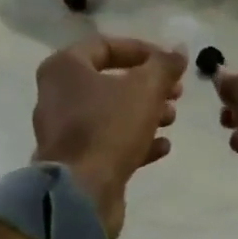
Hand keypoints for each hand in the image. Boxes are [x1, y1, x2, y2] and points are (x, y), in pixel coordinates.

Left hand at [33, 35, 186, 238]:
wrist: (80, 192)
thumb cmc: (109, 128)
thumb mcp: (145, 89)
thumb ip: (164, 66)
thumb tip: (179, 50)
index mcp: (64, 68)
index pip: (105, 46)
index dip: (142, 51)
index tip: (171, 63)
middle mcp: (58, 96)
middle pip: (109, 82)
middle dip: (148, 87)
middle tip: (177, 93)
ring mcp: (65, 132)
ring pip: (111, 115)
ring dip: (145, 115)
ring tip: (172, 119)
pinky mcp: (77, 162)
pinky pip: (108, 143)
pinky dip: (135, 142)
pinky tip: (162, 147)